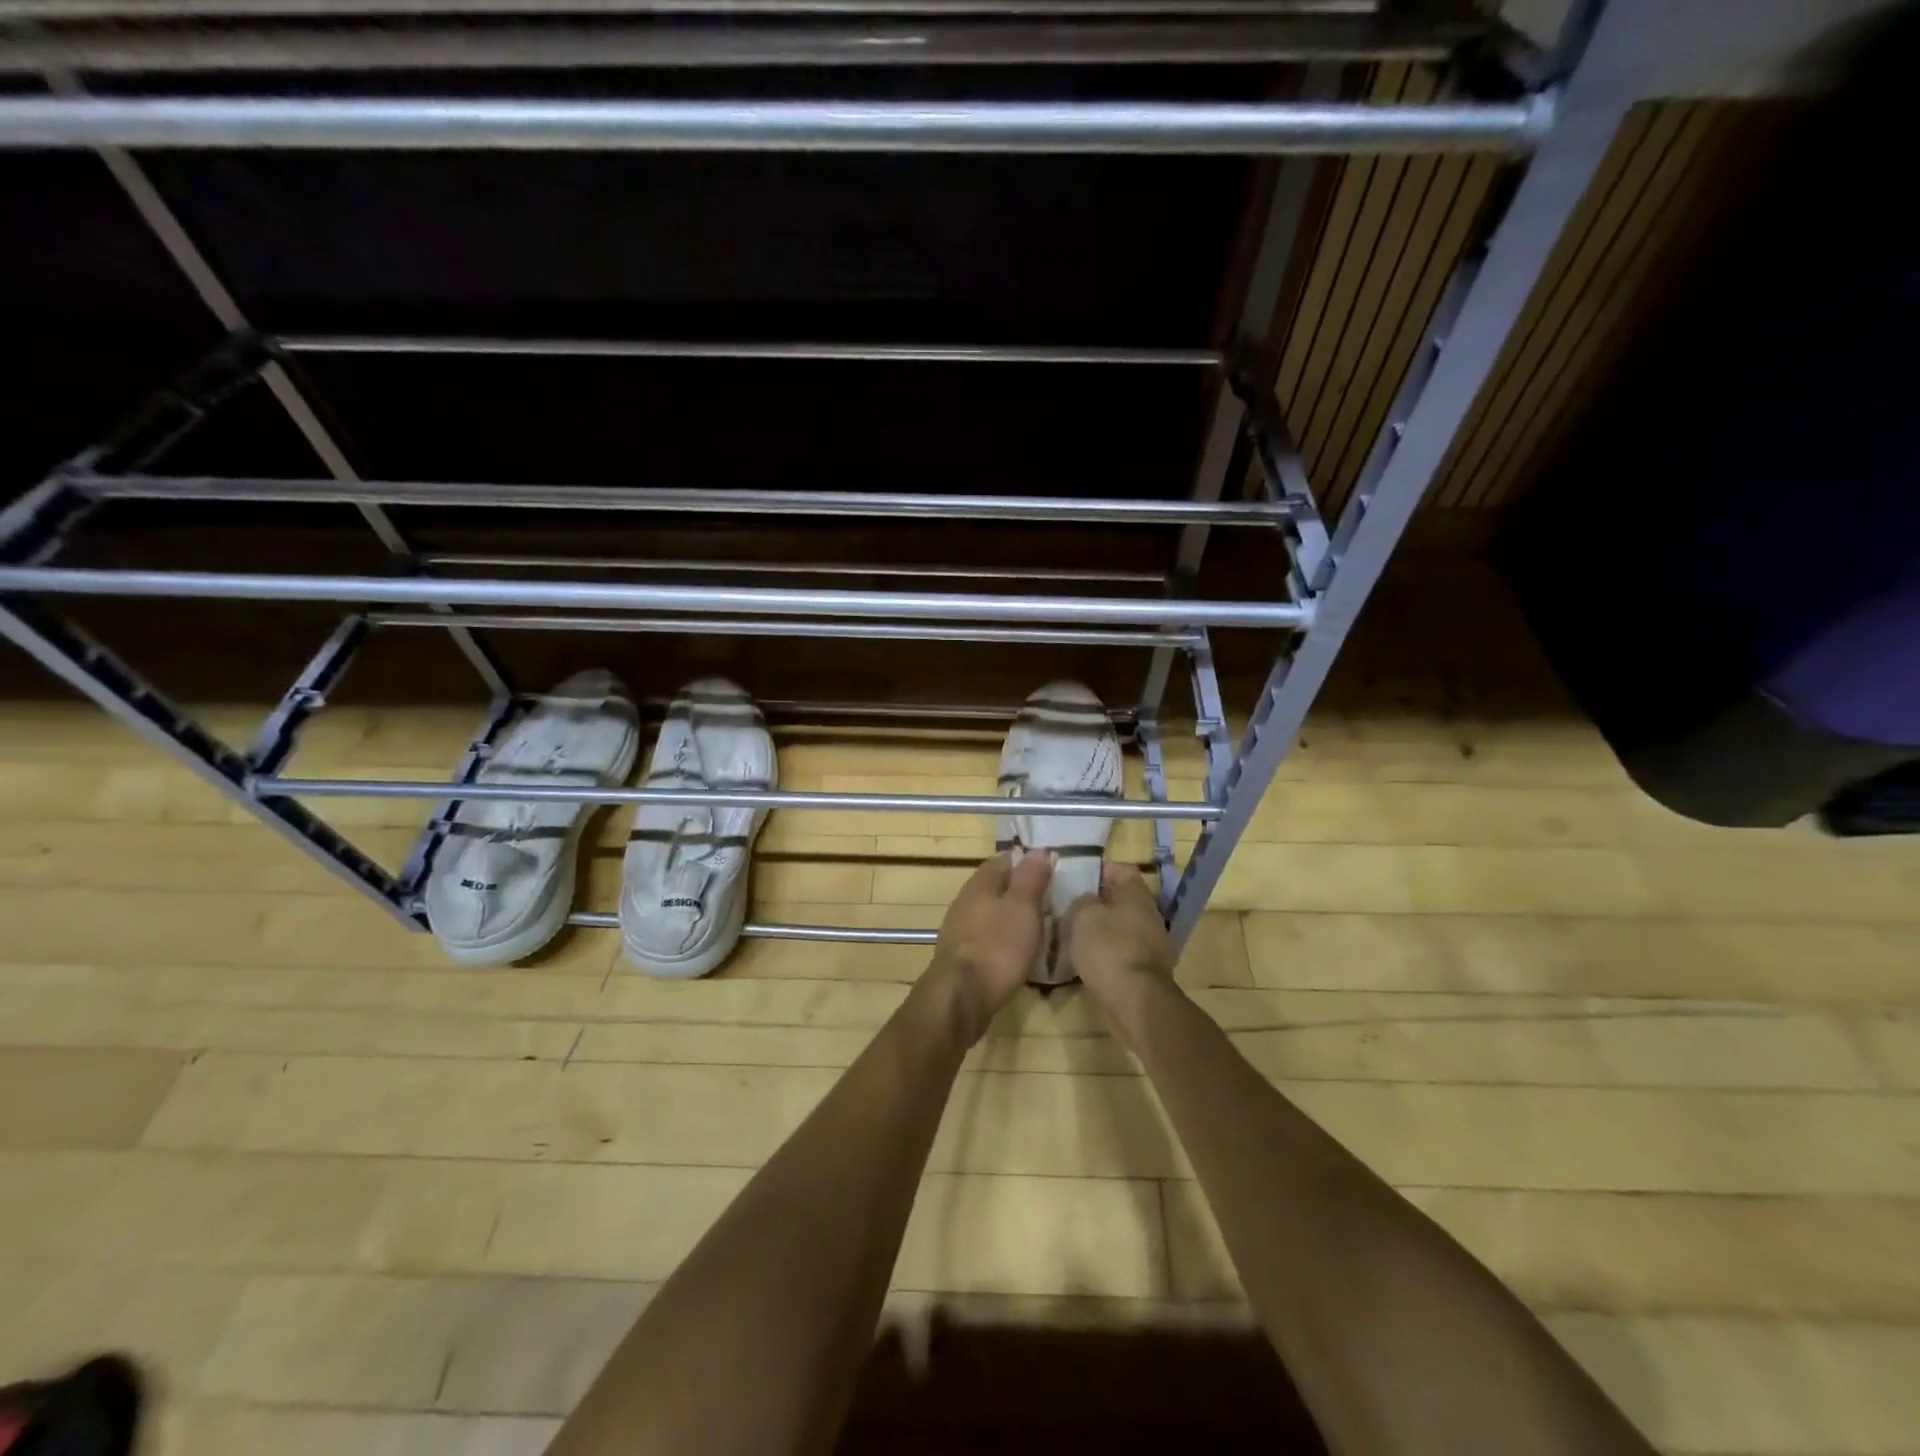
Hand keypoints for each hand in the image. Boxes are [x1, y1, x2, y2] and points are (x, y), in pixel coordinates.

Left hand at [926, 851, 1053, 1043]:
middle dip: (1021, 891)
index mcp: (980, 883)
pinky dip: (1003, 938)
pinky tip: (1017, 951)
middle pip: (997, 886)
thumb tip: (1038, 850)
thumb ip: (1030, 878)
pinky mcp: (961, 954)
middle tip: (1051, 901)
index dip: (1029, 862)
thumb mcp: (1023, 908)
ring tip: (1040, 927)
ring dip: (1012, 916)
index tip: (1053, 872)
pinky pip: (987, 936)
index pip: (1005, 860)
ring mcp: (960, 928)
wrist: (960, 997)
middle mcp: (966, 900)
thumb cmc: (997, 947)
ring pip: (991, 912)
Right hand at [1059, 863, 1178, 1048]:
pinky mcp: (1145, 971)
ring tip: (1071, 934)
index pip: (1121, 870)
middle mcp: (1149, 916)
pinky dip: (1105, 953)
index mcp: (1137, 895)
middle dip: (1096, 902)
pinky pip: (1121, 952)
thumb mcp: (1083, 915)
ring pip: (1120, 928)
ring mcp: (1151, 945)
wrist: (1135, 1002)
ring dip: (1099, 930)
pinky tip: (1084, 960)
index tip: (1075, 876)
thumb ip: (1082, 900)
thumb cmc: (1108, 948)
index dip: (1099, 869)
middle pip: (1121, 900)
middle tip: (1068, 905)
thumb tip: (1086, 901)